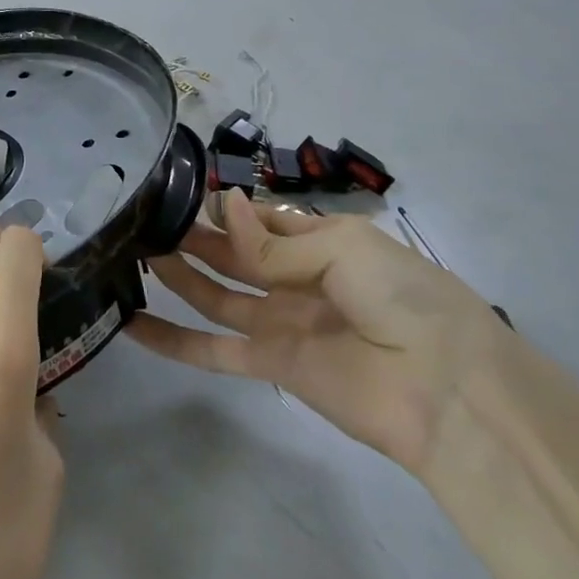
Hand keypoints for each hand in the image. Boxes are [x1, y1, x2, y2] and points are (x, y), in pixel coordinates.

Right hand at [127, 190, 512, 477]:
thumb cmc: (402, 295)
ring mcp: (281, 322)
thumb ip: (273, 243)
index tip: (175, 189)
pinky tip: (133, 324)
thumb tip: (225, 208)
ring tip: (132, 251)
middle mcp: (295, 277)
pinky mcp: (271, 364)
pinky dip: (174, 341)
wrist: (446, 388)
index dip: (224, 206)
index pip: (259, 217)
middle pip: (231, 253)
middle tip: (142, 218)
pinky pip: (214, 349)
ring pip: (215, 294)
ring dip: (178, 276)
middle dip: (192, 235)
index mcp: (320, 240)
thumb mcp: (342, 249)